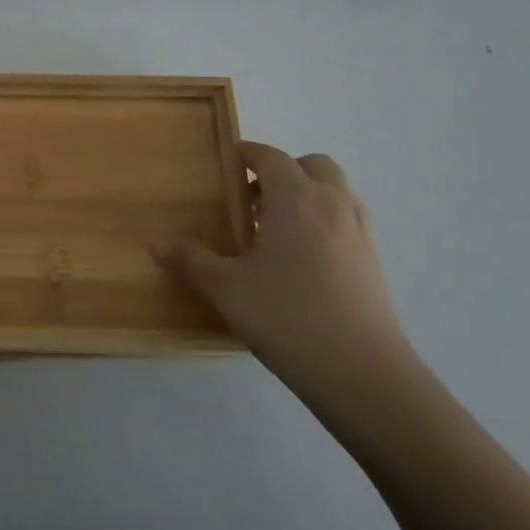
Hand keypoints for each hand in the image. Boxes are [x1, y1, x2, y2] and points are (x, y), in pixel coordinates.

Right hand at [155, 142, 415, 418]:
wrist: (365, 374)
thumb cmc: (289, 317)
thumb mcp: (228, 290)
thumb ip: (192, 261)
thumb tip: (155, 245)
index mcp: (295, 198)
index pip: (271, 157)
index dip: (248, 154)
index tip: (228, 163)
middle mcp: (331, 204)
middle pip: (312, 165)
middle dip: (284, 171)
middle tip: (255, 200)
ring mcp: (359, 232)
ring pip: (336, 191)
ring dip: (309, 195)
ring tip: (278, 230)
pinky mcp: (375, 262)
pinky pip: (347, 221)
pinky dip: (326, 222)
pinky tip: (303, 261)